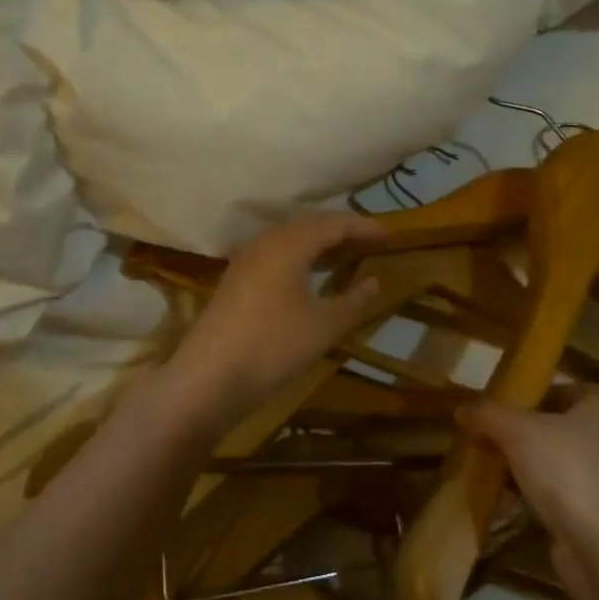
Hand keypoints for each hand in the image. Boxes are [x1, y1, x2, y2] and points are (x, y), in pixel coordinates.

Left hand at [166, 212, 385, 430]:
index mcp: (290, 244)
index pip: (333, 224)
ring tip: (345, 254)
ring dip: (319, 242)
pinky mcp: (236, 277)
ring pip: (290, 238)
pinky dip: (300, 255)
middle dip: (341, 230)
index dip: (363, 227)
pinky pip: (276, 252)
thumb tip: (374, 281)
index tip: (389, 234)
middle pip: (310, 225)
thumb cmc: (273, 346)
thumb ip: (353, 301)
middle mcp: (266, 241)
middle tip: (370, 241)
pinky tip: (309, 274)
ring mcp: (247, 258)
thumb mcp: (324, 326)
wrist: (209, 376)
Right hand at [458, 385, 598, 599]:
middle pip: (554, 425)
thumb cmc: (568, 471)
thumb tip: (461, 408)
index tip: (493, 406)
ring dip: (524, 464)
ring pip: (554, 460)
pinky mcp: (598, 513)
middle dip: (518, 431)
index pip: (558, 388)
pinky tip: (505, 497)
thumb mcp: (518, 431)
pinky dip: (534, 493)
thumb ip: (488, 414)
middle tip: (484, 434)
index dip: (525, 394)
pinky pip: (558, 492)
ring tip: (487, 464)